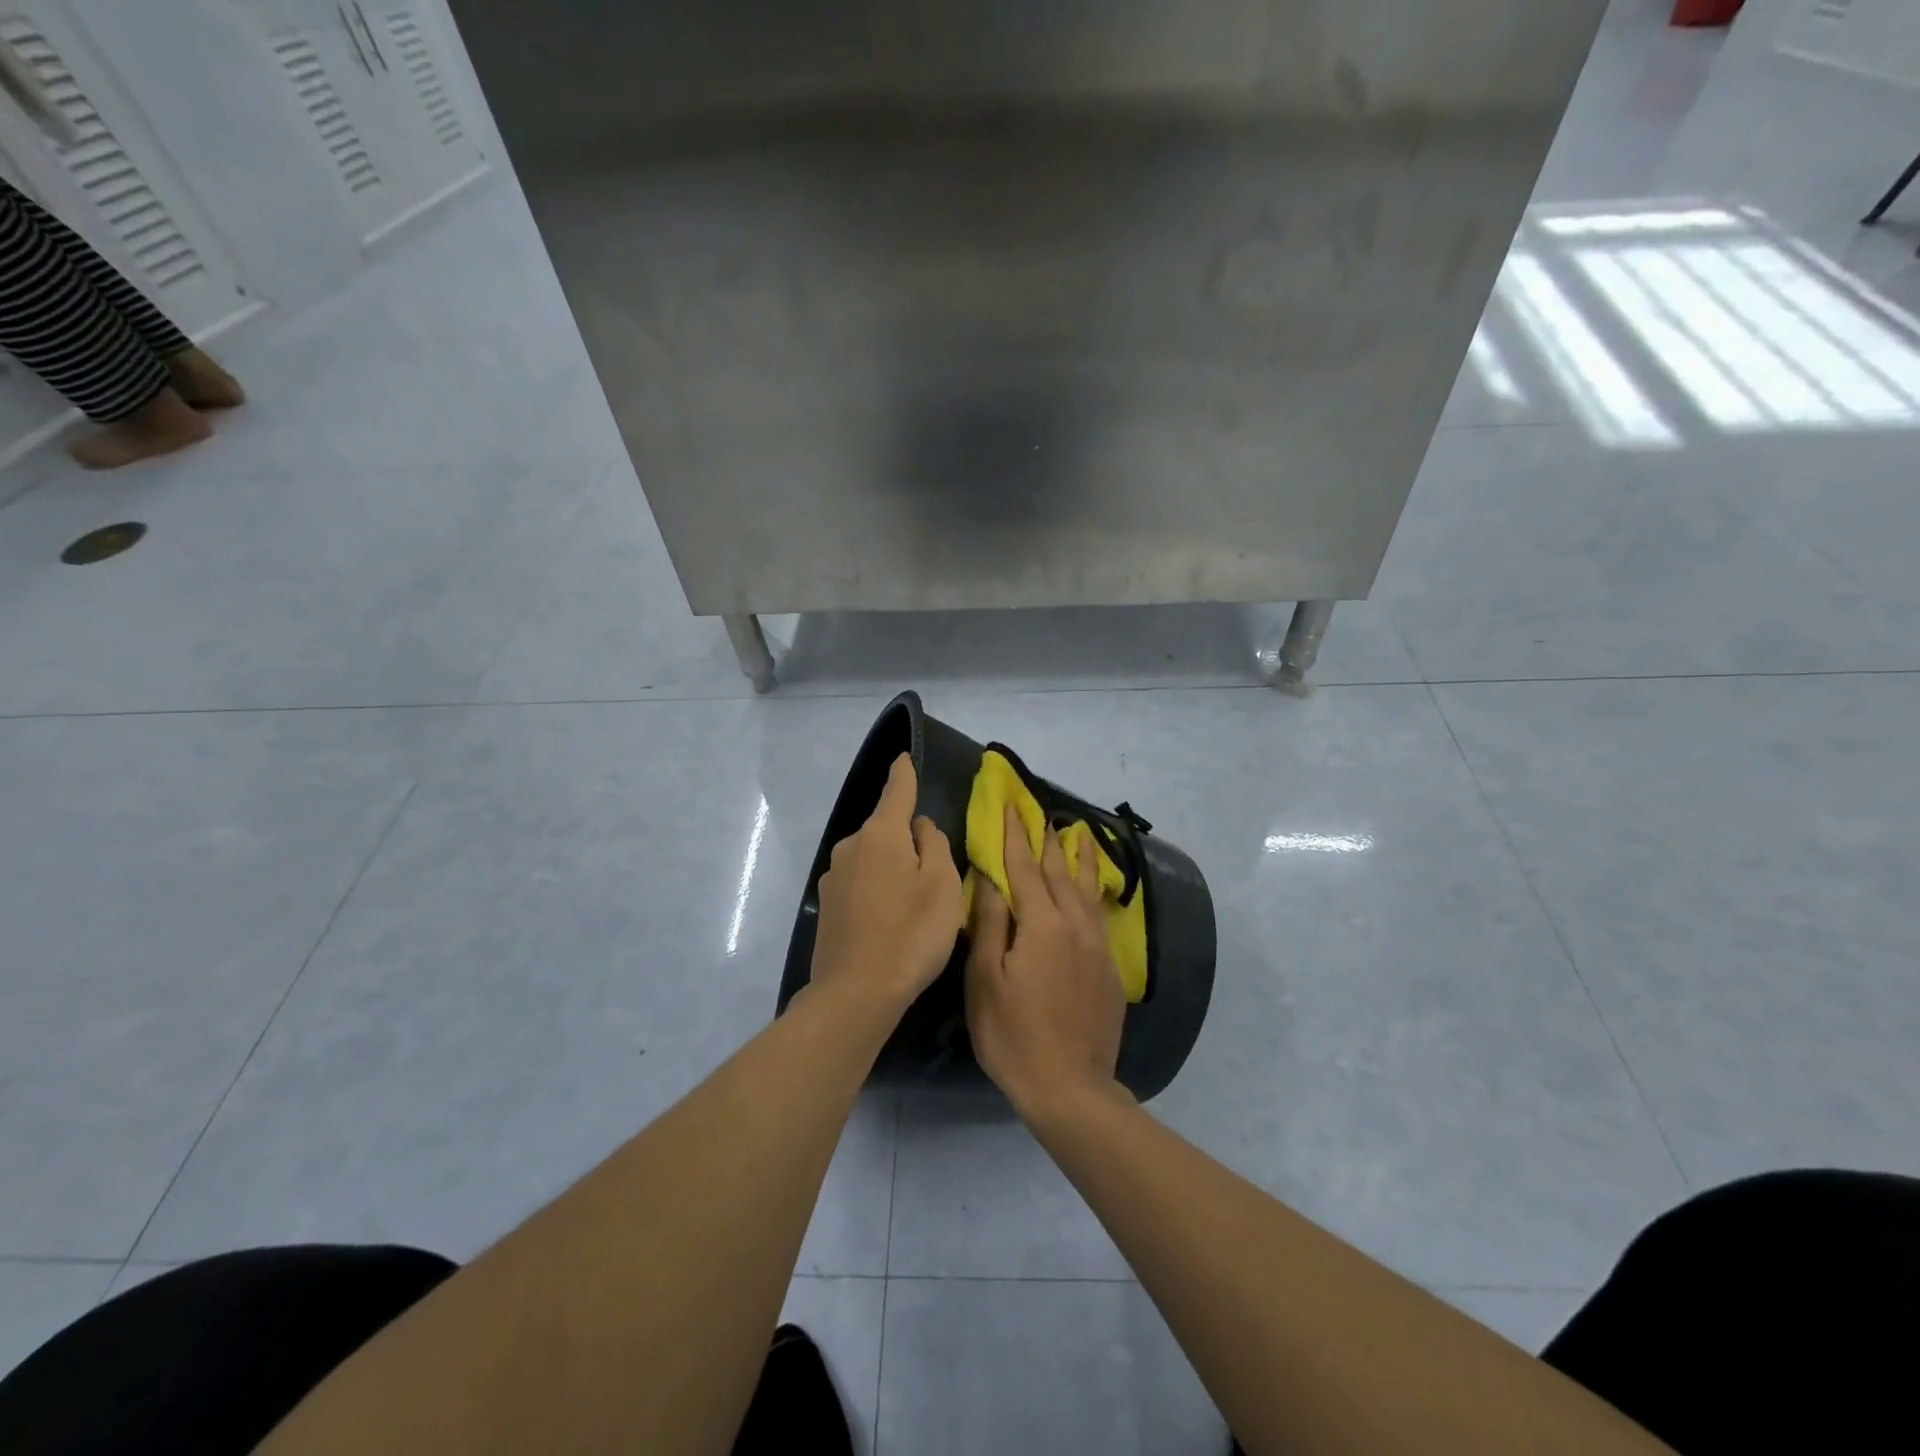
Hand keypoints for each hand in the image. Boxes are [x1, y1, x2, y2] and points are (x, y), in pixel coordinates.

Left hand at [810, 754, 964, 1013]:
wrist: (856, 993)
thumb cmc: (911, 933)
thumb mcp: (942, 885)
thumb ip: (934, 845)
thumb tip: (919, 827)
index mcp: (881, 834)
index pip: (896, 790)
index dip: (904, 773)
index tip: (904, 757)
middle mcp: (851, 846)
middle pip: (885, 829)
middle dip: (906, 838)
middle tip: (933, 872)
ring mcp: (833, 877)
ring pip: (871, 858)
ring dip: (891, 867)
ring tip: (912, 903)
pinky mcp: (826, 906)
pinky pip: (859, 883)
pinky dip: (875, 890)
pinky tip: (888, 919)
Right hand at [965, 805, 1125, 1116]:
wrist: (1070, 1087)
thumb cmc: (1013, 1034)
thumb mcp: (986, 980)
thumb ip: (991, 924)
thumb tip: (990, 879)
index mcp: (1043, 924)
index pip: (1026, 868)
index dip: (1016, 836)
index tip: (1013, 808)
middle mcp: (1075, 925)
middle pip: (1061, 872)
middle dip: (1049, 841)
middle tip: (1042, 814)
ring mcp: (1097, 946)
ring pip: (1087, 890)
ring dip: (1080, 859)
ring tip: (1079, 835)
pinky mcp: (1108, 968)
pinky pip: (1098, 914)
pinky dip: (1092, 891)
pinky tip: (1091, 890)